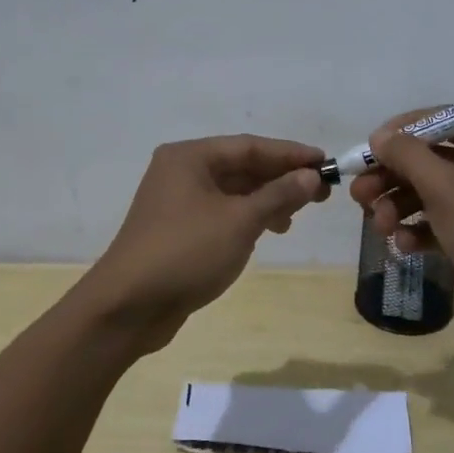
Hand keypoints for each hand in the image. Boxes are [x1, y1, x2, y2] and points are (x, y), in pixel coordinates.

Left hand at [83, 134, 329, 349]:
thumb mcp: (240, 221)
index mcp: (190, 157)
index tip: (325, 162)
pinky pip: (221, 212)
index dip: (290, 154)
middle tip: (321, 192)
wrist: (129, 306)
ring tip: (296, 217)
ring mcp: (177, 201)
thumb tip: (310, 175)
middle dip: (281, 178)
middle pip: (241, 167)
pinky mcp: (178, 229)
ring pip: (232, 191)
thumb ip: (278, 194)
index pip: (250, 146)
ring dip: (266, 200)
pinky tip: (268, 231)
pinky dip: (247, 217)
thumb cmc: (186, 253)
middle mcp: (181, 171)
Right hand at [348, 115, 453, 349]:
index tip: (369, 150)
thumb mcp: (446, 187)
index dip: (401, 132)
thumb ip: (408, 156)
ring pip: (428, 194)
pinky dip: (418, 230)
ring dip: (399, 206)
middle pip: (428, 160)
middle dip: (392, 177)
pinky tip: (404, 246)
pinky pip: (438, 224)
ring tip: (380, 226)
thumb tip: (380, 136)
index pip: (440, 120)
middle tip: (360, 195)